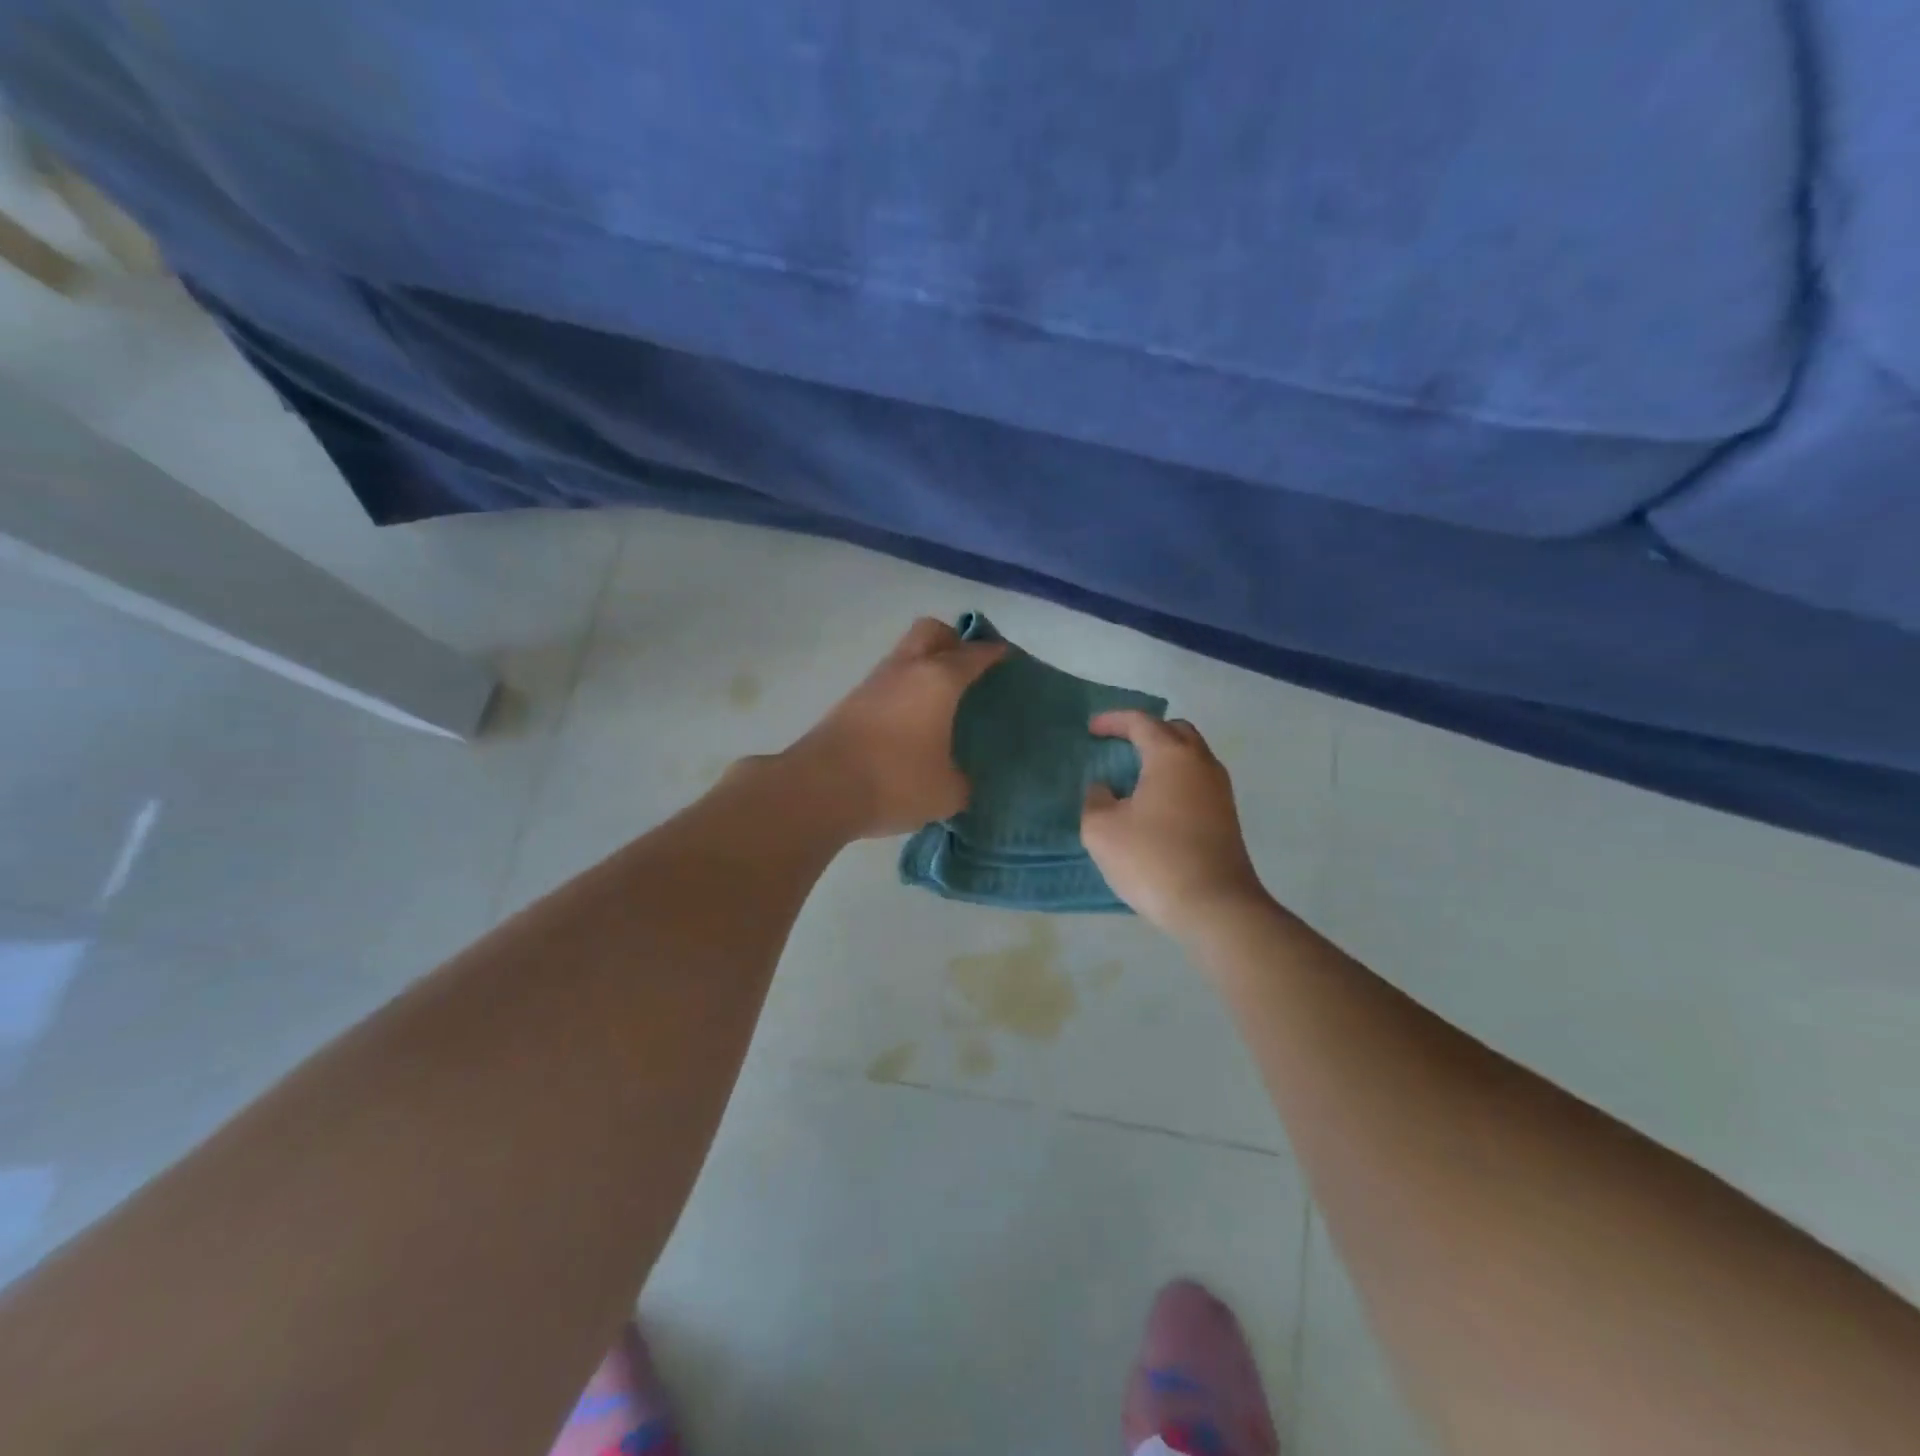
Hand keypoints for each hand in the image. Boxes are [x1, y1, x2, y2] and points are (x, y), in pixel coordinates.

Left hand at [786, 618, 1005, 837]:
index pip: (973, 654)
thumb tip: (956, 780)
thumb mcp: (946, 793)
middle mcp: (905, 670)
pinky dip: (902, 690)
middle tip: (966, 666)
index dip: (992, 652)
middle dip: (952, 640)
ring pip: (904, 655)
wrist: (820, 789)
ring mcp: (873, 684)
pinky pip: (886, 683)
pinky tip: (910, 720)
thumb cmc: (896, 781)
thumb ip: (960, 782)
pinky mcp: (849, 704)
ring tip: (939, 698)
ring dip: (923, 665)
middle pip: (931, 631)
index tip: (1004, 656)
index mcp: (938, 680)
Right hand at [1080, 711, 1268, 936]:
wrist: (1215, 906)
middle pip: (1176, 731)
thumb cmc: (1153, 859)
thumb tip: (1105, 790)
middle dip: (1146, 731)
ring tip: (1136, 775)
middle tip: (1120, 745)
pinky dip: (1175, 780)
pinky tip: (1156, 804)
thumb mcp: (1101, 830)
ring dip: (1164, 757)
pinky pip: (1198, 782)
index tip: (1091, 729)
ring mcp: (1220, 791)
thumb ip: (1095, 800)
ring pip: (1192, 757)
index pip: (1141, 722)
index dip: (1113, 721)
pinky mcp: (1227, 818)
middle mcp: (1201, 764)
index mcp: (1171, 756)